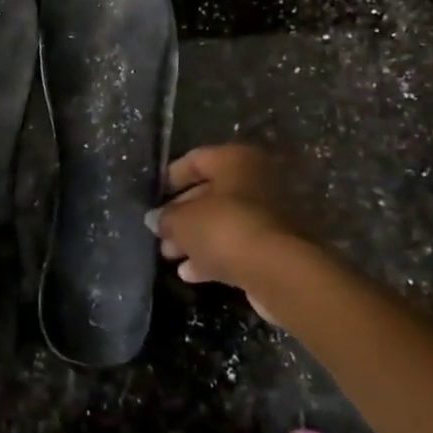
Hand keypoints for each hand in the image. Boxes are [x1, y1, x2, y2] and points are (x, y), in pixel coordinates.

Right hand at [150, 145, 300, 319]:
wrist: (278, 271)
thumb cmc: (225, 228)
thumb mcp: (183, 220)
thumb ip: (166, 217)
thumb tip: (155, 219)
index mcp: (236, 160)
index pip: (196, 159)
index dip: (171, 176)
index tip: (153, 196)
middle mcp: (256, 180)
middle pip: (210, 193)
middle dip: (182, 214)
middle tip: (160, 232)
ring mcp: (268, 215)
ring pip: (223, 221)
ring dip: (195, 238)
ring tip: (169, 255)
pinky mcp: (274, 246)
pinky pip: (236, 245)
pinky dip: (213, 255)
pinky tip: (189, 273)